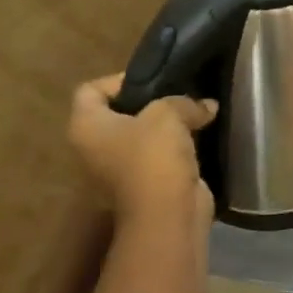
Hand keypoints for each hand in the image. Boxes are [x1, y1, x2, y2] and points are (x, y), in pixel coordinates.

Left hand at [68, 76, 218, 230]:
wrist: (167, 213)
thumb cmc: (153, 156)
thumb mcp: (168, 113)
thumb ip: (184, 101)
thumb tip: (206, 106)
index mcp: (86, 127)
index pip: (90, 90)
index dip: (119, 79)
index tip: (153, 79)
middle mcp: (93, 148)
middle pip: (117, 112)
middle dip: (149, 102)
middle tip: (177, 93)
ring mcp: (116, 169)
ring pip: (140, 135)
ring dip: (165, 125)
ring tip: (192, 112)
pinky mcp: (143, 183)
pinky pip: (156, 155)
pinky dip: (174, 146)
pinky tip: (198, 136)